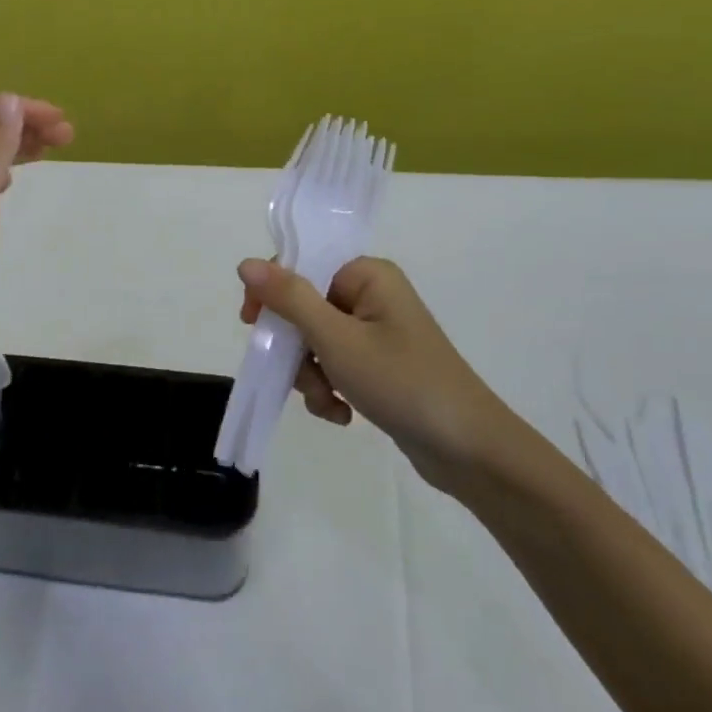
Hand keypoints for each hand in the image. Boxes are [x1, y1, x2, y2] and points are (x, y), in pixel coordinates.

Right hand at [238, 256, 527, 493]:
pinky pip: (335, 367)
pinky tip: (343, 415)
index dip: (272, 295)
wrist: (467, 448)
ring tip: (329, 402)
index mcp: (368, 275)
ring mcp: (377, 334)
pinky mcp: (379, 366)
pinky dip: (330, 390)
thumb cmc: (401, 382)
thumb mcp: (336, 339)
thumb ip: (289, 299)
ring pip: (315, 344)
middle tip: (301, 375)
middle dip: (296, 350)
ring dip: (311, 376)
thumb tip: (245, 263)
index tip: (253, 327)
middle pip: (304, 309)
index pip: (301, 267)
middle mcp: (373, 296)